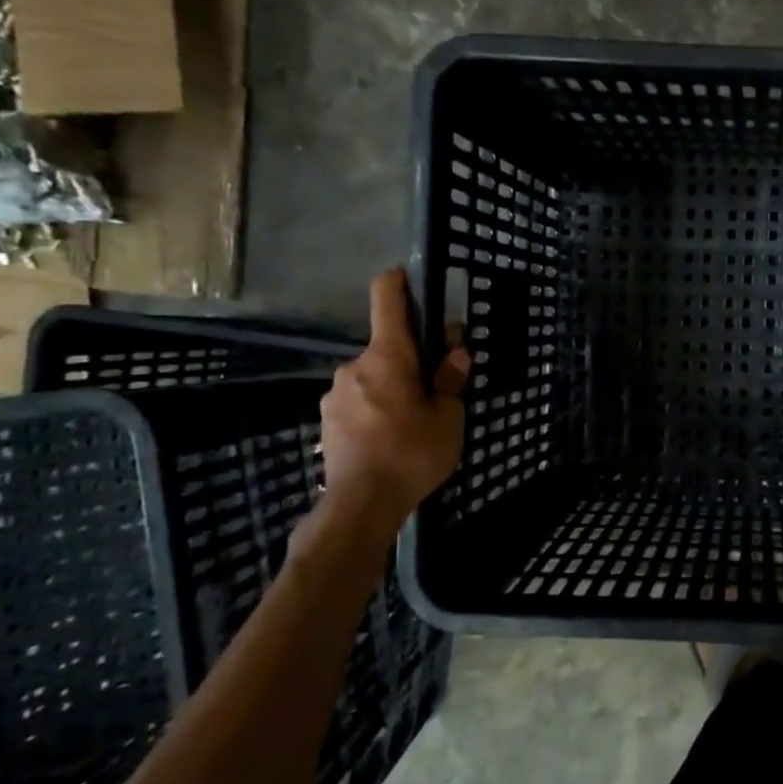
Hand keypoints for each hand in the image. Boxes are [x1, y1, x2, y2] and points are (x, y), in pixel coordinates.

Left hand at [318, 267, 471, 528]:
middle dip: (413, 359)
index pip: (386, 300)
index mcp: (388, 357)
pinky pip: (359, 401)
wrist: (360, 505)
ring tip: (416, 421)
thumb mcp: (448, 417)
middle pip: (388, 347)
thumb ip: (450, 379)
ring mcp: (335, 394)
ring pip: (373, 377)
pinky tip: (392, 438)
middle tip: (438, 386)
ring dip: (394, 387)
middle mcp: (354, 366)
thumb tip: (455, 351)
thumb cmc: (412, 453)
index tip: (411, 279)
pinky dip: (378, 408)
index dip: (398, 283)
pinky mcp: (327, 420)